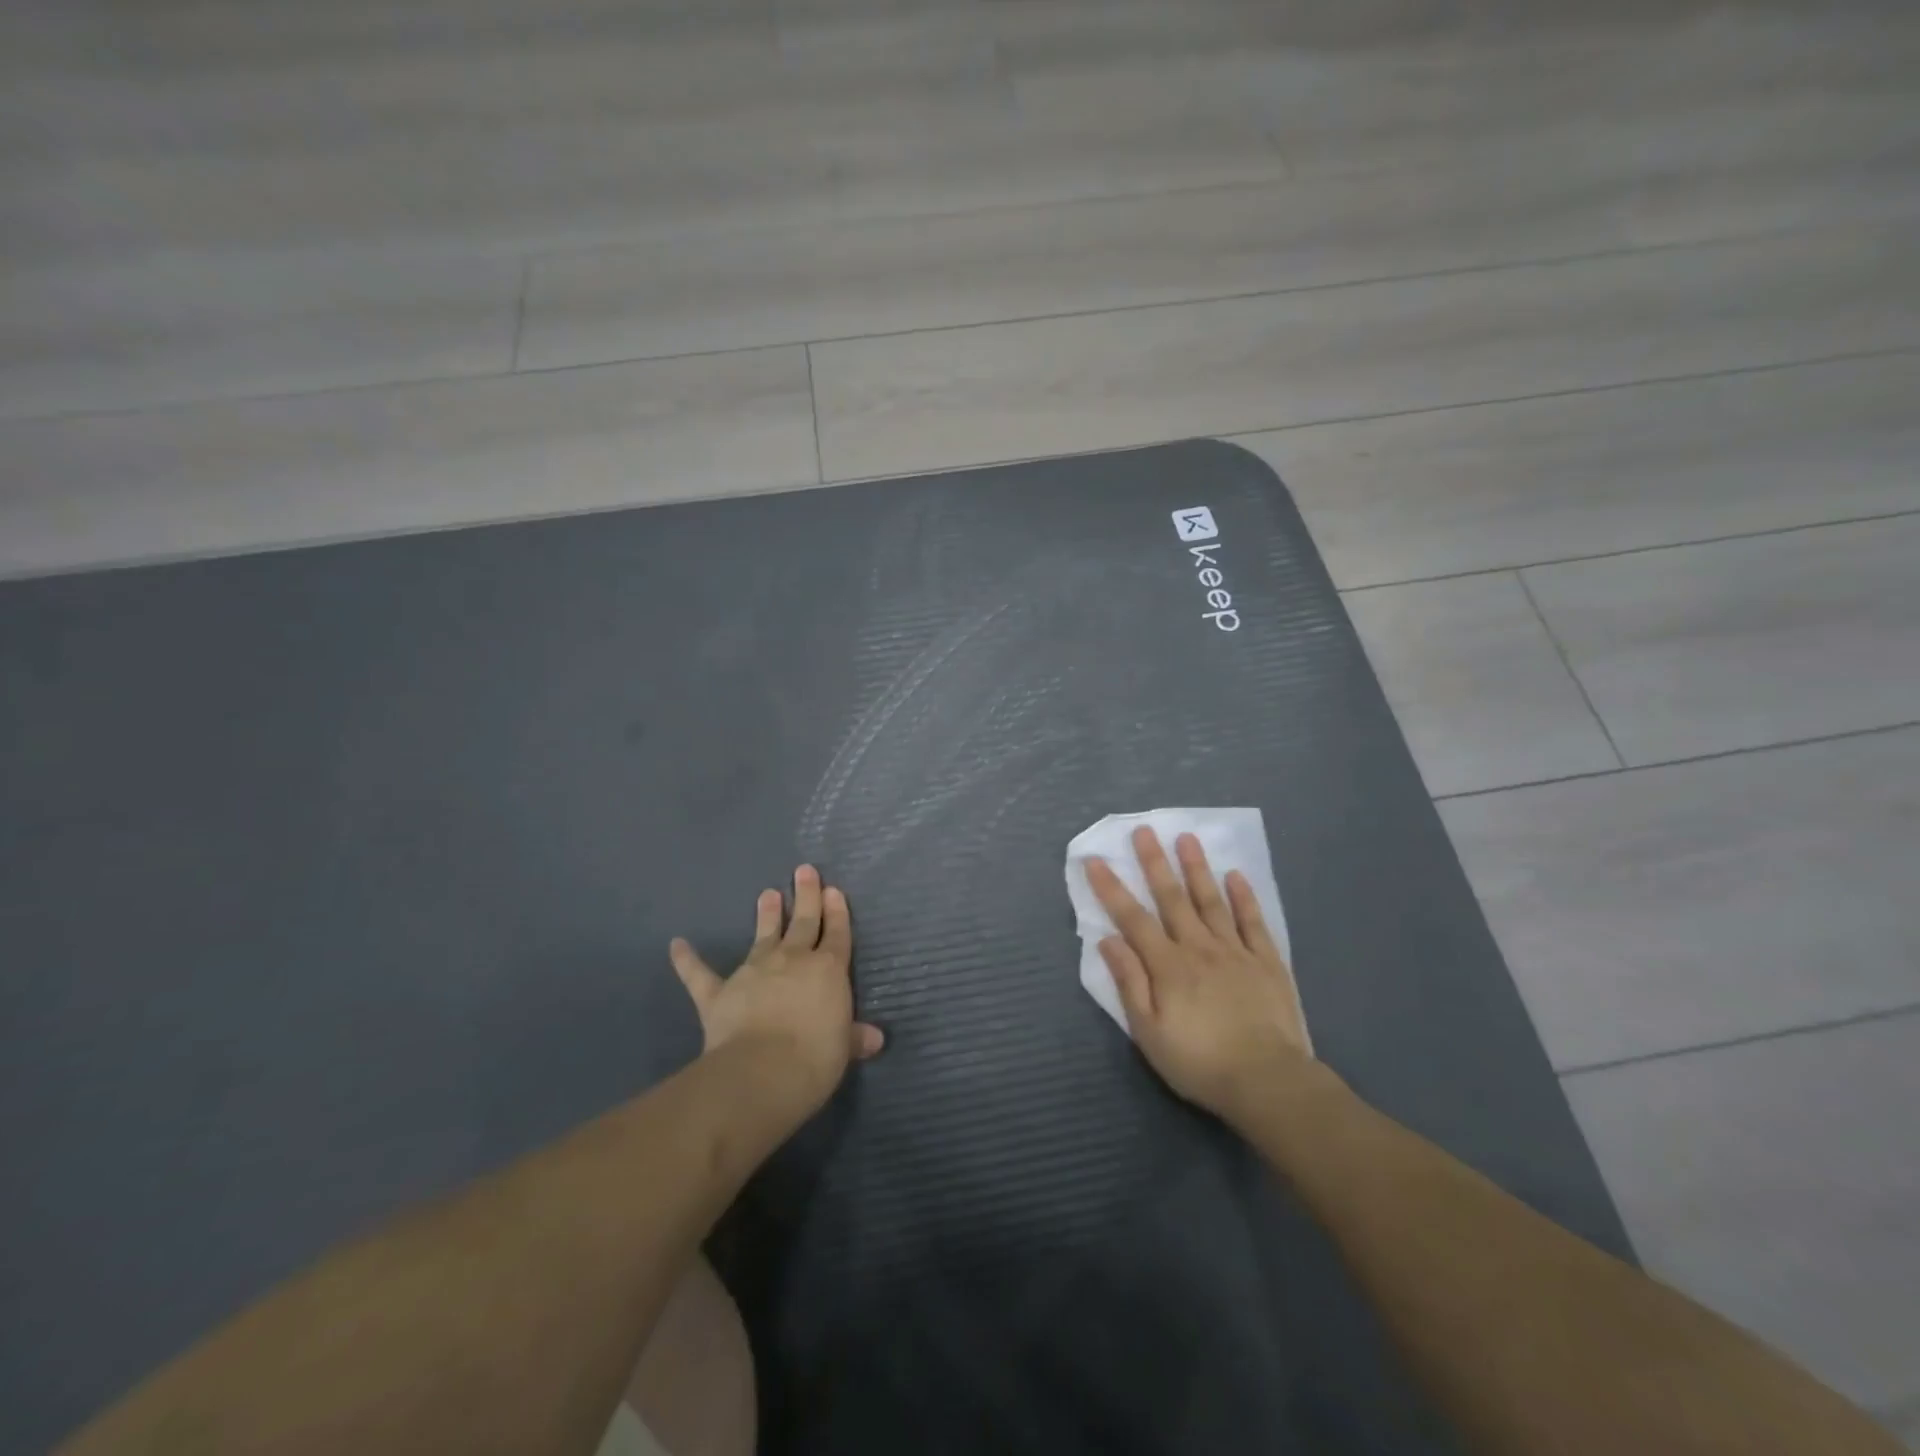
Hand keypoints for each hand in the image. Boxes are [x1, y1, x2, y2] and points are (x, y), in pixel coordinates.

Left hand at [669, 865, 883, 1114]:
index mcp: (828, 970)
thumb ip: (854, 1037)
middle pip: (803, 922)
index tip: (833, 891)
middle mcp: (793, 960)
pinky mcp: (719, 992)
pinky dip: (687, 960)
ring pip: (763, 935)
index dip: (837, 912)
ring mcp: (754, 971)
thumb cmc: (815, 1058)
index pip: (837, 935)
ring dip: (766, 914)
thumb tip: (875, 1039)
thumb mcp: (843, 1048)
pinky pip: (700, 974)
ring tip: (767, 893)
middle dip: (806, 895)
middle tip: (804, 870)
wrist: (763, 1070)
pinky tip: (676, 945)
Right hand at [1085, 827, 1311, 1125]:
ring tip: (1186, 838)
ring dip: (1196, 868)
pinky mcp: (1267, 961)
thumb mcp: (1150, 1032)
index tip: (1096, 860)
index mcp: (1167, 966)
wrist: (1269, 1081)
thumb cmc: (1200, 1062)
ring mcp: (1235, 951)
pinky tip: (1235, 875)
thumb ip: (1130, 983)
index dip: (1111, 889)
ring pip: (1211, 900)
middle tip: (1144, 831)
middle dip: (1154, 863)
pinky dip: (1243, 897)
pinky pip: (1253, 922)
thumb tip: (1108, 940)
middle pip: (1172, 898)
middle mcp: (1198, 948)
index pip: (1132, 919)